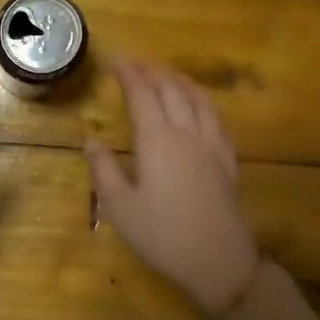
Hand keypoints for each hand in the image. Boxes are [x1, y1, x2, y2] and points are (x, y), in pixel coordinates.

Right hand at [86, 58, 260, 318]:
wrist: (219, 261)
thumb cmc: (162, 236)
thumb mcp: (120, 207)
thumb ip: (104, 169)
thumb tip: (91, 140)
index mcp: (157, 140)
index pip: (142, 94)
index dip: (129, 73)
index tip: (116, 58)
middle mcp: (187, 132)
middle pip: (171, 89)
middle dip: (152, 70)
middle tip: (135, 62)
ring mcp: (212, 144)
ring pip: (197, 98)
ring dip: (179, 80)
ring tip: (165, 74)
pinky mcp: (228, 159)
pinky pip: (216, 116)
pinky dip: (202, 99)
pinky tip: (199, 105)